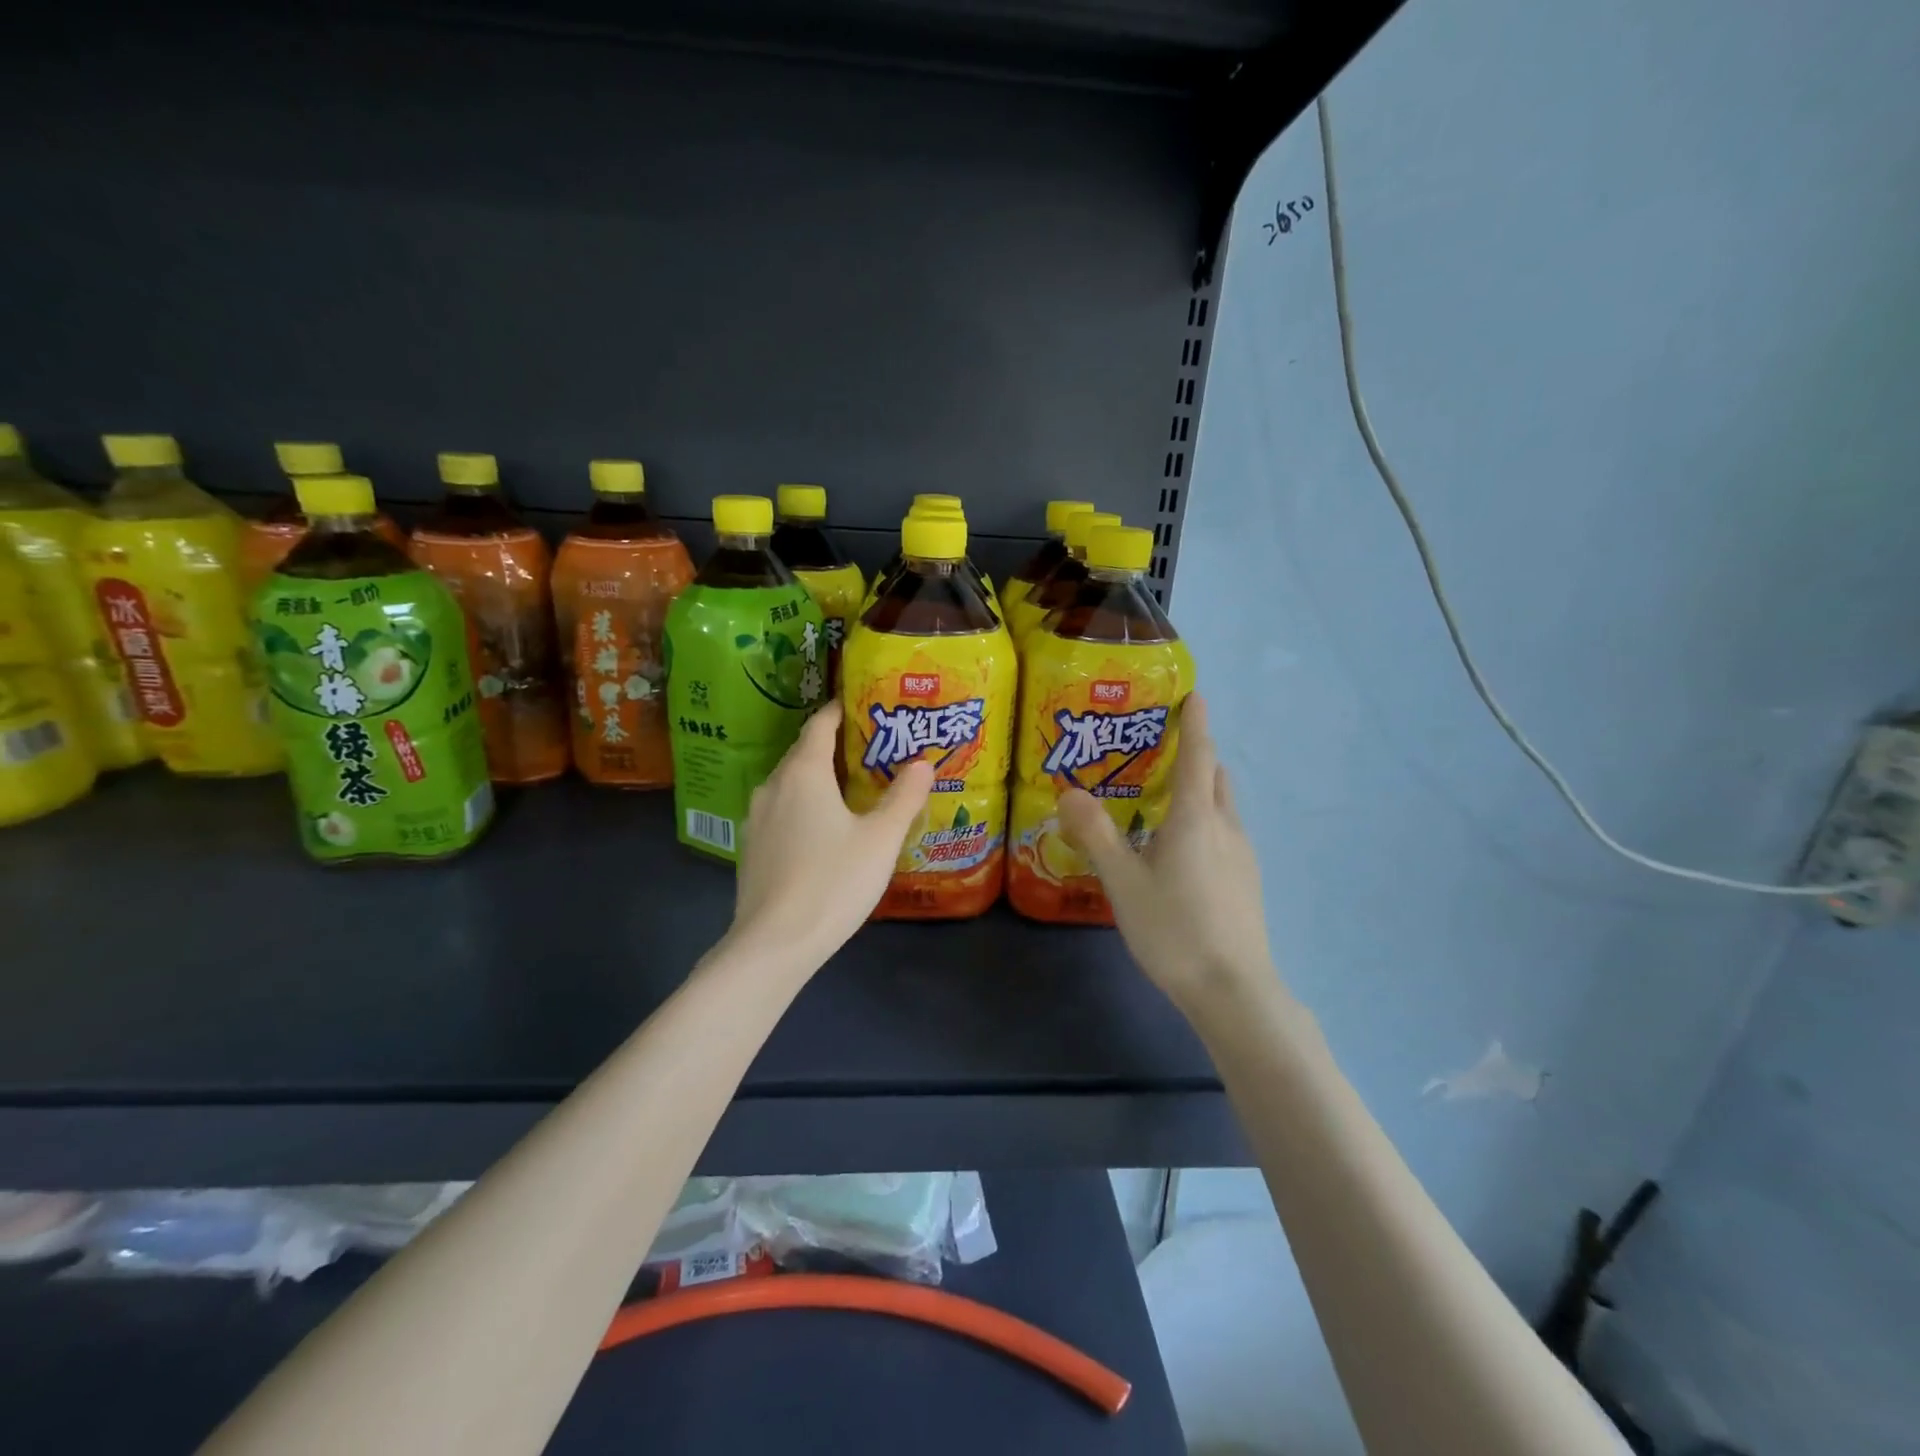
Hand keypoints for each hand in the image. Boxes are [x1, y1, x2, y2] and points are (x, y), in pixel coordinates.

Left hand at [733, 702, 934, 966]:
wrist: (774, 943)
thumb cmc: (833, 882)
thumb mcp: (880, 839)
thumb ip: (903, 798)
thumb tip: (922, 763)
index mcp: (803, 773)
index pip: (819, 725)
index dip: (839, 710)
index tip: (863, 704)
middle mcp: (773, 786)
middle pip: (803, 752)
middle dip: (834, 745)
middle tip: (871, 748)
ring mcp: (756, 818)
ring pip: (791, 783)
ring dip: (818, 778)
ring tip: (851, 787)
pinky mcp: (752, 848)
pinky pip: (782, 810)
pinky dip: (804, 805)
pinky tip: (824, 828)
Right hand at [1057, 694, 1276, 1015]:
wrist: (1233, 990)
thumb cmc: (1174, 929)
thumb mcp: (1123, 882)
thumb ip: (1096, 834)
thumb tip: (1068, 791)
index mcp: (1196, 818)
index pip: (1199, 756)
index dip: (1196, 722)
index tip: (1195, 694)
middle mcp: (1226, 828)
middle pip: (1216, 777)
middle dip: (1196, 756)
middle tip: (1160, 752)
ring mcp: (1242, 856)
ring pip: (1222, 807)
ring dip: (1201, 791)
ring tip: (1163, 801)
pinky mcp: (1246, 882)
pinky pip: (1224, 834)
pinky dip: (1205, 822)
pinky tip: (1179, 851)